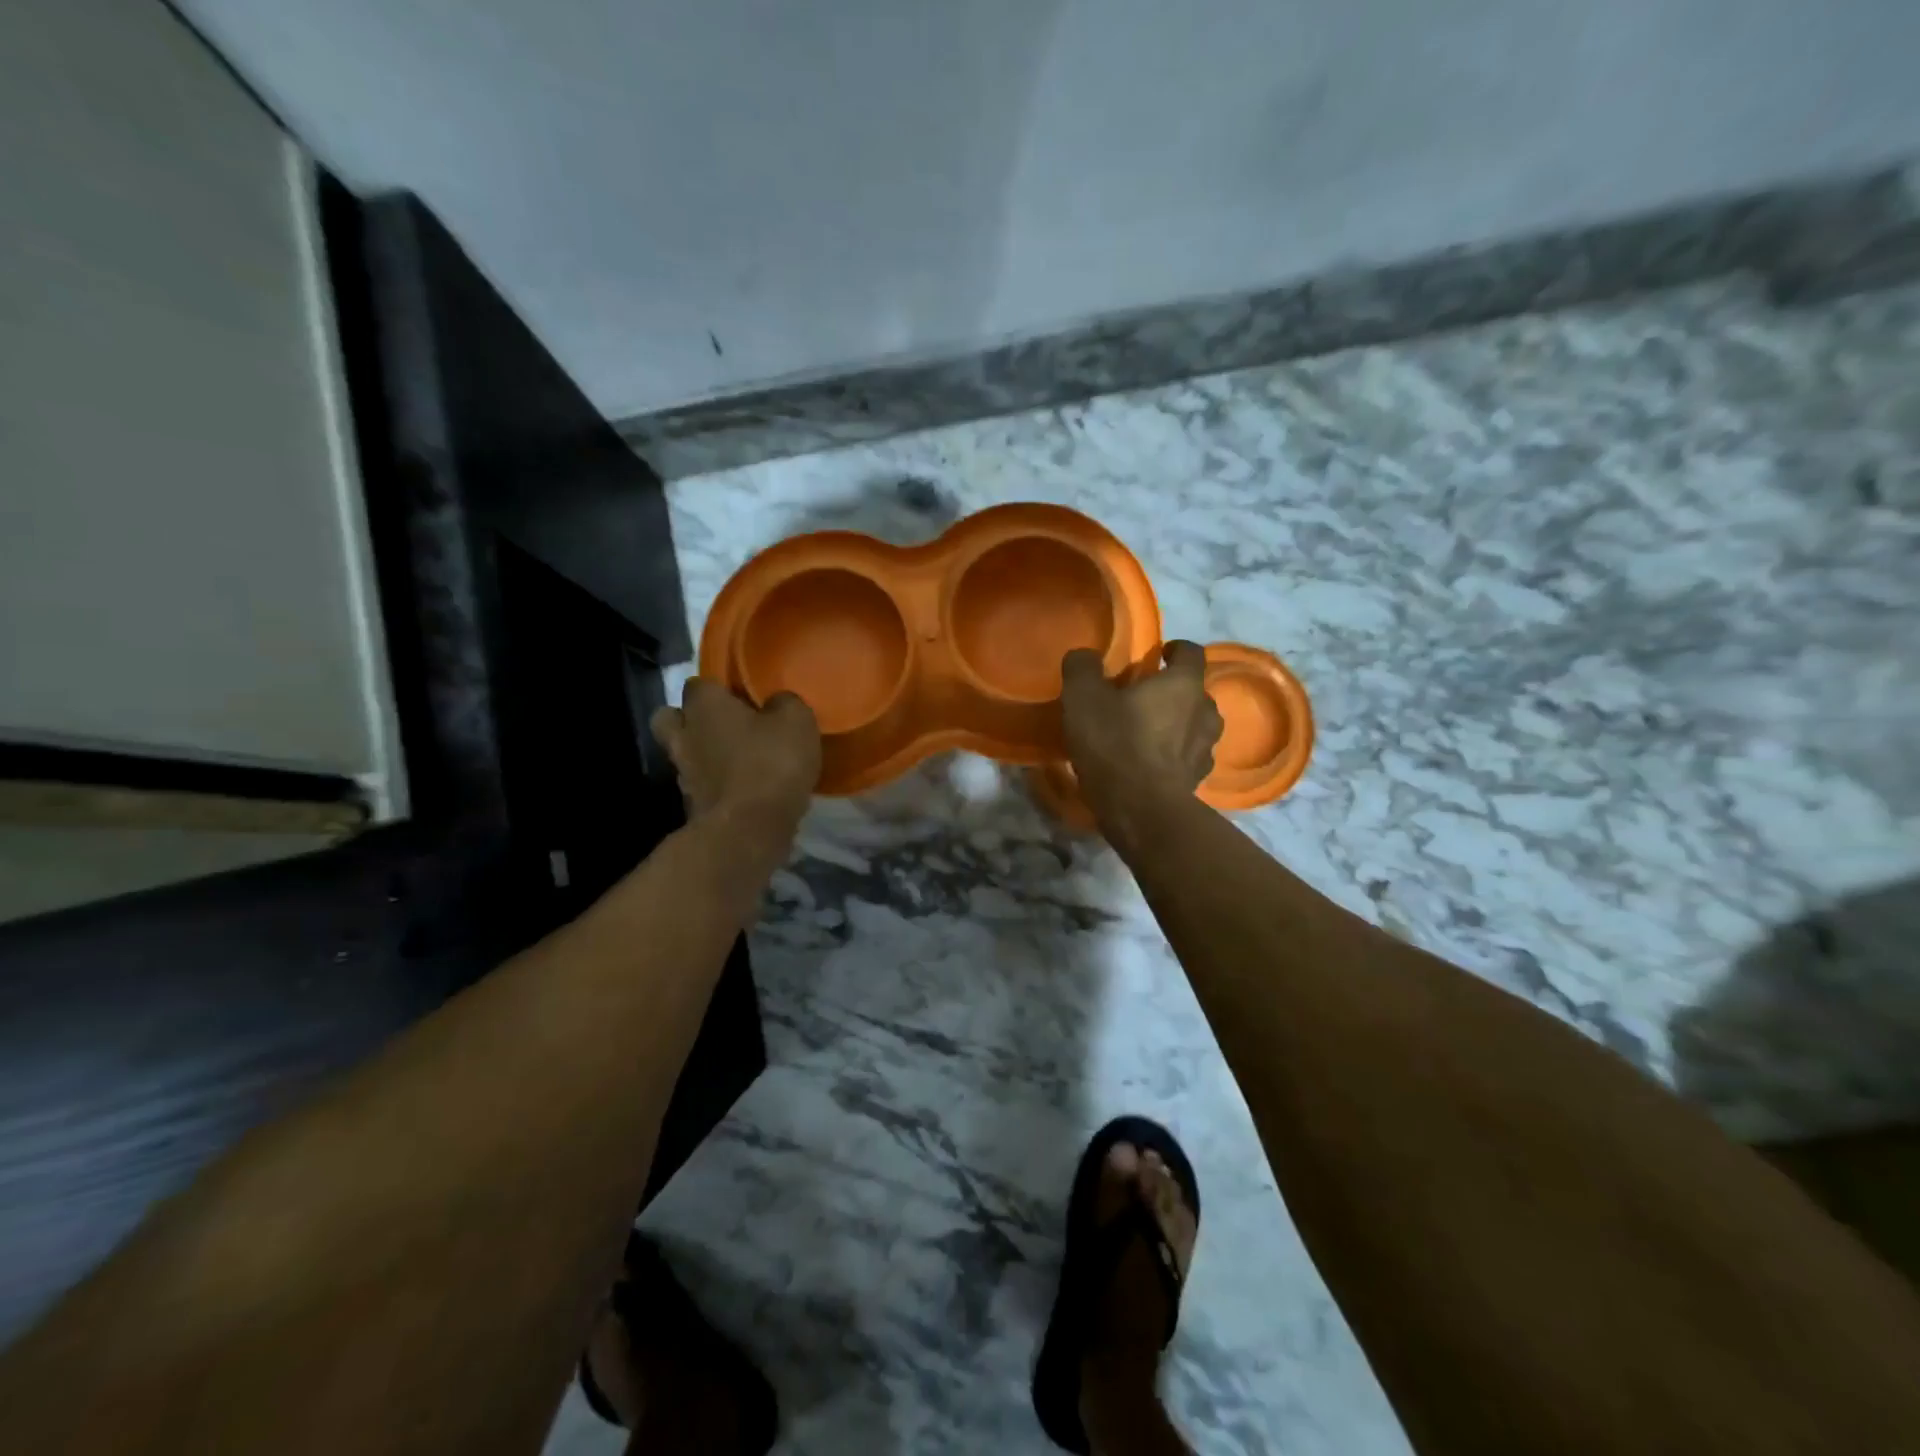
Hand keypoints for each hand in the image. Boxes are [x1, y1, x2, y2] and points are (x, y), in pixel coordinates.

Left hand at [650, 679, 820, 835]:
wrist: (748, 831)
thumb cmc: (771, 764)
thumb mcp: (796, 721)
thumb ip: (784, 704)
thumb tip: (777, 704)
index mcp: (705, 707)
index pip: (700, 683)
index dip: (719, 688)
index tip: (741, 695)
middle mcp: (685, 736)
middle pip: (670, 718)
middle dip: (690, 719)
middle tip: (723, 724)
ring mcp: (683, 775)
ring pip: (684, 754)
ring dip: (704, 755)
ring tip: (737, 761)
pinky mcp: (692, 807)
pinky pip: (701, 786)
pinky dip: (716, 786)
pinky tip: (743, 790)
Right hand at [1060, 641, 1221, 812]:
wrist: (1141, 810)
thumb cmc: (1116, 744)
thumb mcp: (1084, 698)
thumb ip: (1083, 668)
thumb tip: (1084, 656)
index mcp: (1184, 684)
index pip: (1191, 652)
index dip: (1175, 649)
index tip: (1157, 654)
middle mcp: (1205, 711)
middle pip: (1195, 691)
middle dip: (1173, 691)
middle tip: (1143, 698)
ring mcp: (1206, 749)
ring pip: (1195, 726)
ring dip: (1177, 724)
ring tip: (1148, 732)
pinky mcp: (1198, 780)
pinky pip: (1188, 757)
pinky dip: (1173, 756)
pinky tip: (1150, 764)